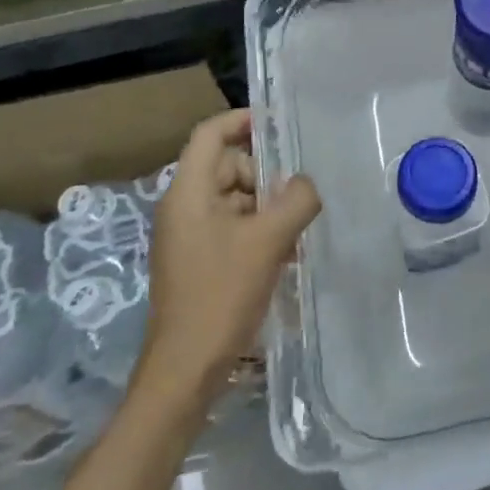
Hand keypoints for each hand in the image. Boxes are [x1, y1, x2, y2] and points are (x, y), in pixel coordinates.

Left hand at [137, 109, 321, 397]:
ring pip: (234, 198)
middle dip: (265, 176)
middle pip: (228, 166)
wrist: (186, 369)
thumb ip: (296, 200)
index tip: (280, 125)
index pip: (211, 134)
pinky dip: (258, 231)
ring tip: (296, 233)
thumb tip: (306, 184)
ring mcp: (188, 235)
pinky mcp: (197, 260)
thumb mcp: (268, 241)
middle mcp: (182, 207)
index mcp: (188, 193)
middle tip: (296, 200)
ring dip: (267, 208)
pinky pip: (232, 226)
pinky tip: (285, 254)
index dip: (243, 120)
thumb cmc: (221, 295)